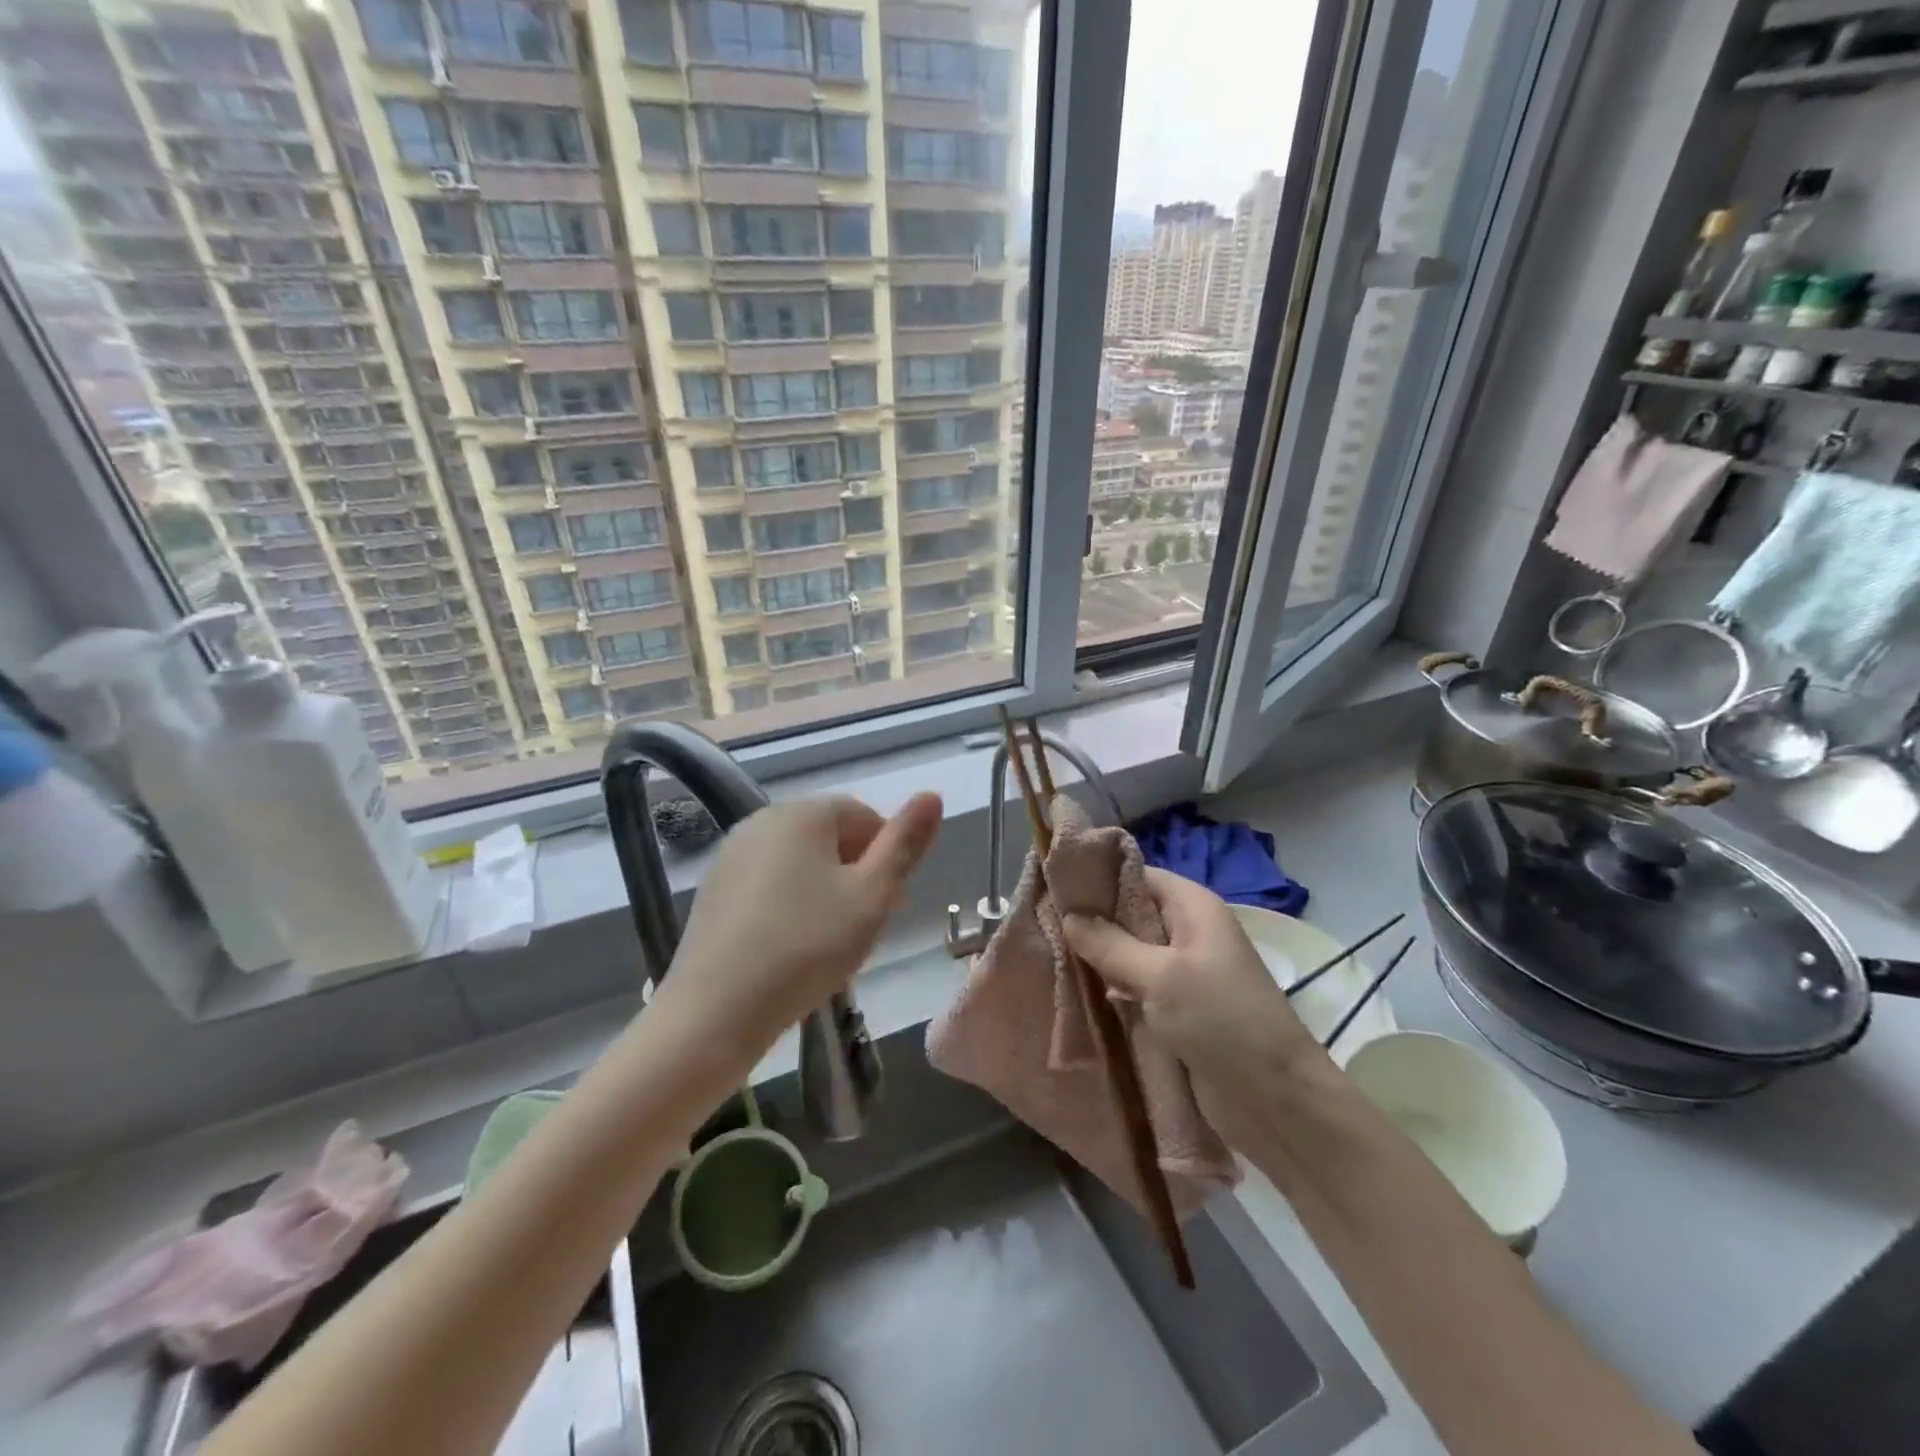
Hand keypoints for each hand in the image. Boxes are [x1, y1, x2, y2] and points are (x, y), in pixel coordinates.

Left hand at [657, 793, 943, 1057]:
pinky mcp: (714, 888)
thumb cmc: (807, 947)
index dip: (887, 857)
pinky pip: (768, 882)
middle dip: (856, 873)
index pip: (864, 816)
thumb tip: (932, 795)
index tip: (890, 904)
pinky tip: (791, 945)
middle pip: (830, 836)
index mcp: (803, 812)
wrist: (715, 1011)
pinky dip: (789, 903)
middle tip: (864, 925)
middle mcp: (763, 819)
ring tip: (830, 940)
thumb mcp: (872, 897)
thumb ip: (905, 844)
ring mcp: (732, 853)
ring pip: (799, 861)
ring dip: (825, 889)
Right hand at [1063, 868, 1321, 1108]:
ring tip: (1047, 953)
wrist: (1275, 1099)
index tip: (1052, 887)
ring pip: (1128, 951)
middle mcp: (1187, 931)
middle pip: (1129, 913)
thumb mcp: (1160, 976)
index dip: (1096, 878)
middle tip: (1040, 922)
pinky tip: (1073, 989)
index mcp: (1193, 907)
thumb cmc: (1221, 1021)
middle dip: (1090, 920)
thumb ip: (1110, 943)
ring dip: (1096, 957)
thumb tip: (1069, 915)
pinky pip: (1134, 985)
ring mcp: (1182, 971)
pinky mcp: (1176, 1007)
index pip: (1136, 874)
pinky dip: (1109, 986)